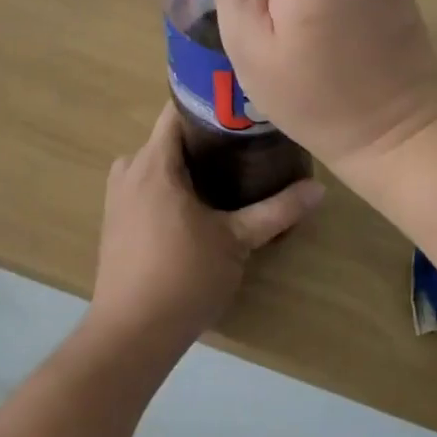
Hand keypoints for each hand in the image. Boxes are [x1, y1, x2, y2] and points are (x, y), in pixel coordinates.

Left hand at [88, 104, 324, 355]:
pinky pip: (147, 184)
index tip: (244, 109)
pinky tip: (201, 202)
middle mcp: (129, 169)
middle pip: (170, 136)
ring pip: (159, 162)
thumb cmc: (183, 277)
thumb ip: (277, 210)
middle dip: (207, 137)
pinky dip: (172, 184)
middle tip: (248, 142)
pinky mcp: (116, 219)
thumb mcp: (237, 241)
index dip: (211, 102)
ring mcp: (117, 195)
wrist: (131, 334)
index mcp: (154, 163)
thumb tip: (319, 188)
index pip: (177, 109)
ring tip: (230, 171)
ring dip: (189, 163)